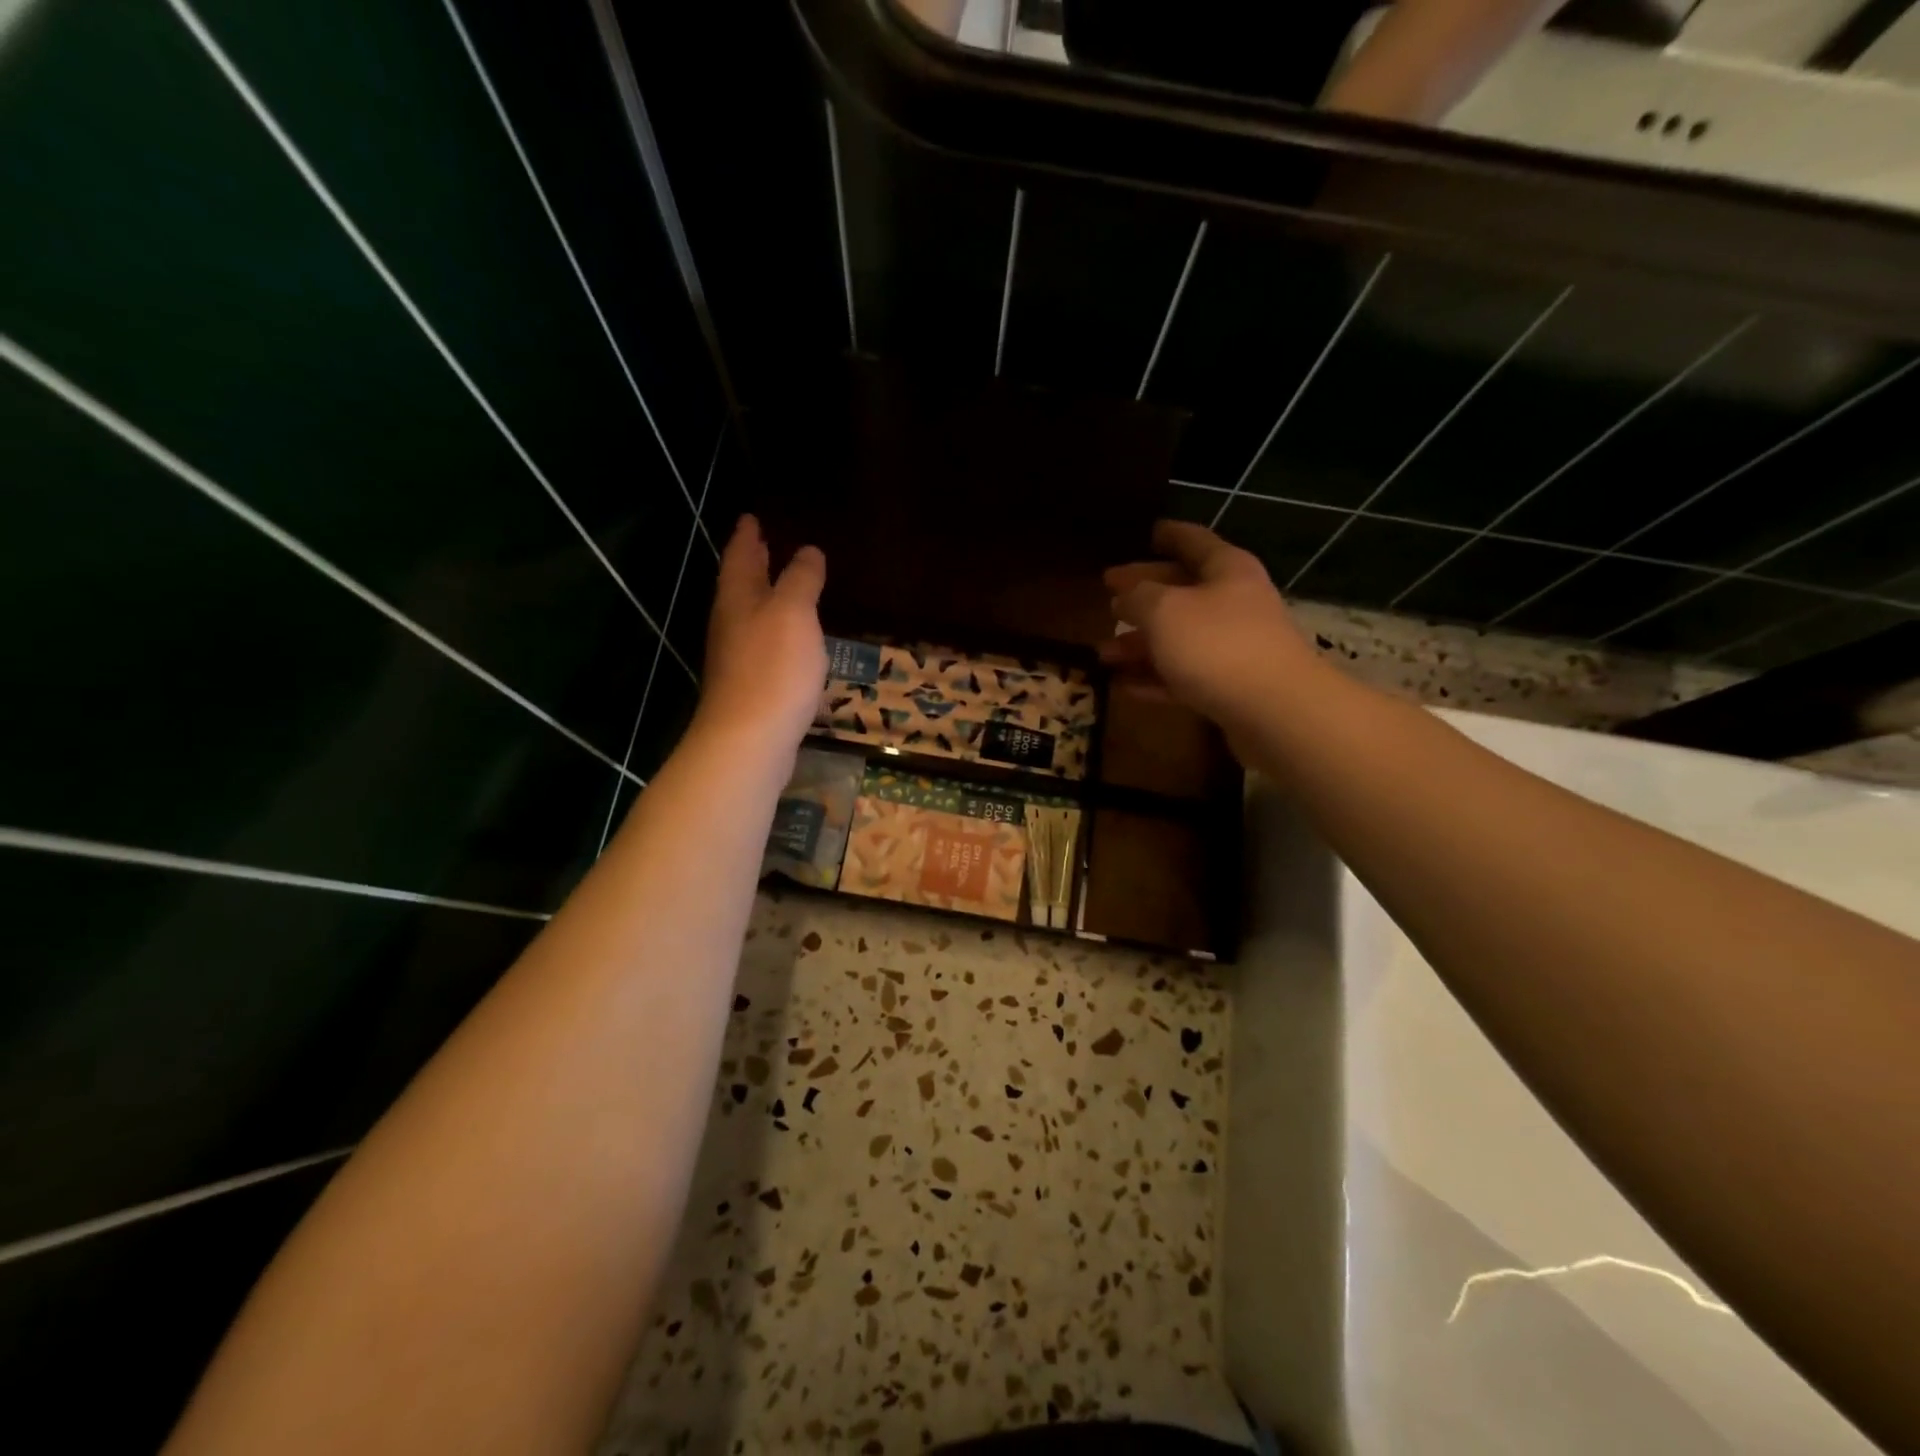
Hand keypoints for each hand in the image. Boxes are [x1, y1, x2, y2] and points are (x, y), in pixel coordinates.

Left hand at [694, 516, 826, 757]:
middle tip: (766, 543)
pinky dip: (777, 630)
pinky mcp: (751, 686)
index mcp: (738, 598)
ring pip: (751, 615)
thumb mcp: (793, 612)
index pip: (740, 556)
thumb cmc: (773, 667)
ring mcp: (738, 657)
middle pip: (740, 585)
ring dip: (765, 597)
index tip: (752, 516)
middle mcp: (731, 623)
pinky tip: (793, 639)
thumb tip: (808, 550)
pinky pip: (764, 644)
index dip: (747, 535)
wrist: (750, 739)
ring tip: (785, 586)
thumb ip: (801, 579)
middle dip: (753, 563)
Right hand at [1098, 519, 1320, 743]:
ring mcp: (1233, 647)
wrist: (1274, 711)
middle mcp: (1233, 603)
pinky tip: (1123, 685)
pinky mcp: (1229, 688)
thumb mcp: (1164, 610)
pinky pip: (1183, 676)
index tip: (1149, 531)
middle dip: (1142, 597)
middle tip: (1107, 600)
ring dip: (1140, 644)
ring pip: (1178, 638)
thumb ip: (1138, 596)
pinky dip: (1154, 678)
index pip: (1193, 541)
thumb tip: (1125, 595)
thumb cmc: (1216, 645)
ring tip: (1102, 654)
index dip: (1169, 534)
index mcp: (1226, 570)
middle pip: (1181, 592)